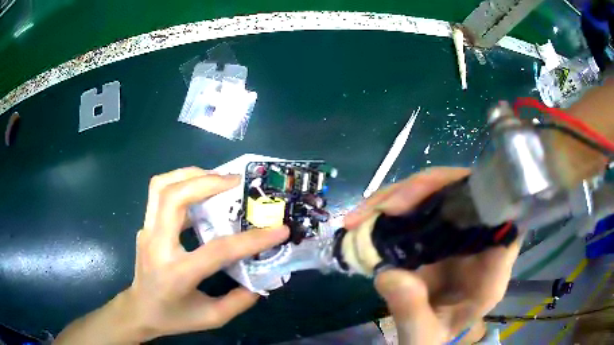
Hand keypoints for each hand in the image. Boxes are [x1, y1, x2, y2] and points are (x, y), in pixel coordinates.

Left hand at [55, 167, 288, 343]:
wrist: (139, 310)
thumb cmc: (173, 317)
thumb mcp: (211, 317)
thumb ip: (239, 301)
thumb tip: (261, 280)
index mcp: (177, 273)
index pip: (217, 250)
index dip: (251, 239)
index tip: (279, 229)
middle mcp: (157, 245)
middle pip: (174, 197)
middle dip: (207, 181)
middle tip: (235, 181)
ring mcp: (146, 231)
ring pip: (161, 186)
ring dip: (190, 175)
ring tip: (216, 178)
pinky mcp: (145, 226)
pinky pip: (159, 193)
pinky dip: (181, 183)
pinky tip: (199, 192)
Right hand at [344, 167, 520, 344]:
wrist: (429, 335)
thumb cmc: (436, 336)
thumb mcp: (425, 335)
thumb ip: (412, 312)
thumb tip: (387, 274)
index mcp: (492, 267)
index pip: (502, 213)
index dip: (478, 195)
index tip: (436, 201)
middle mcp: (480, 241)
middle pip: (465, 192)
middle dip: (422, 191)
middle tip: (381, 210)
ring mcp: (459, 232)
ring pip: (439, 192)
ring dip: (401, 195)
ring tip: (360, 216)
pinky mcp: (438, 231)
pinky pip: (421, 205)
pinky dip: (394, 207)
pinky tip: (367, 219)